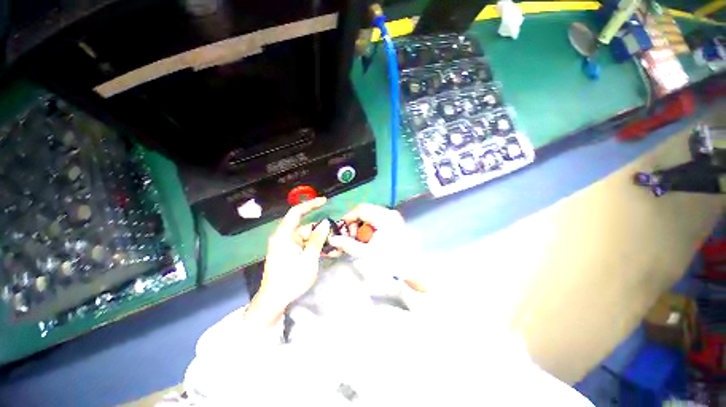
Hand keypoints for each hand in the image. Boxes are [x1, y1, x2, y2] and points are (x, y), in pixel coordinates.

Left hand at [256, 197, 330, 312]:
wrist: (275, 300)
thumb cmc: (291, 279)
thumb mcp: (308, 259)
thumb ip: (317, 240)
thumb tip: (325, 224)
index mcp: (284, 236)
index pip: (296, 213)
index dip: (310, 204)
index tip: (325, 201)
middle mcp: (285, 237)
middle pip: (306, 228)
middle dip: (322, 232)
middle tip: (337, 237)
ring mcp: (287, 245)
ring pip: (308, 237)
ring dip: (321, 242)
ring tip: (334, 249)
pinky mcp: (290, 253)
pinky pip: (305, 245)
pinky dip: (315, 248)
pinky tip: (327, 253)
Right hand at [328, 203, 406, 263]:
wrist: (412, 267)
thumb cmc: (391, 261)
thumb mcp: (367, 254)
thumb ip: (348, 245)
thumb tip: (333, 239)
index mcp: (384, 218)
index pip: (360, 209)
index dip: (349, 218)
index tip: (344, 231)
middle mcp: (389, 213)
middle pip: (365, 210)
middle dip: (355, 224)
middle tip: (353, 238)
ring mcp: (393, 216)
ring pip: (370, 214)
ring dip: (362, 225)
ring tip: (362, 240)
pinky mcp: (394, 220)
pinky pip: (376, 218)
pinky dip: (369, 227)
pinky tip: (370, 239)